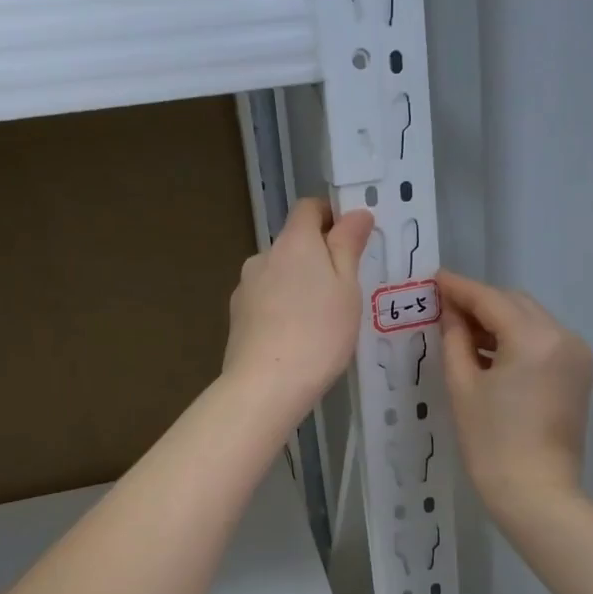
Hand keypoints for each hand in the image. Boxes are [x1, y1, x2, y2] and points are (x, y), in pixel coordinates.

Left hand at [223, 199, 373, 419]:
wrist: (266, 385)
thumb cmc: (319, 332)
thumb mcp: (347, 288)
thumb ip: (348, 246)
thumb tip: (356, 213)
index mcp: (294, 242)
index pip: (309, 208)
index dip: (331, 216)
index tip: (351, 240)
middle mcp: (263, 257)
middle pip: (293, 244)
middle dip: (317, 258)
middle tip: (344, 291)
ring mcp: (245, 288)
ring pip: (278, 275)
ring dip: (298, 286)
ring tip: (320, 321)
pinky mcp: (236, 317)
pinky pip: (265, 302)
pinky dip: (281, 310)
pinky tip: (296, 338)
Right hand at [438, 271, 592, 517]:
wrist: (537, 494)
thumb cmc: (491, 443)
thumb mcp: (463, 387)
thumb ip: (455, 340)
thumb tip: (449, 312)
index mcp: (534, 338)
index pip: (491, 299)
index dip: (459, 288)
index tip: (434, 278)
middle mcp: (563, 336)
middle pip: (515, 304)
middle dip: (480, 303)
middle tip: (444, 311)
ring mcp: (576, 355)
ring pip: (531, 320)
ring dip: (499, 321)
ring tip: (462, 335)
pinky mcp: (579, 374)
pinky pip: (544, 341)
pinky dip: (517, 340)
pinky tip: (490, 354)